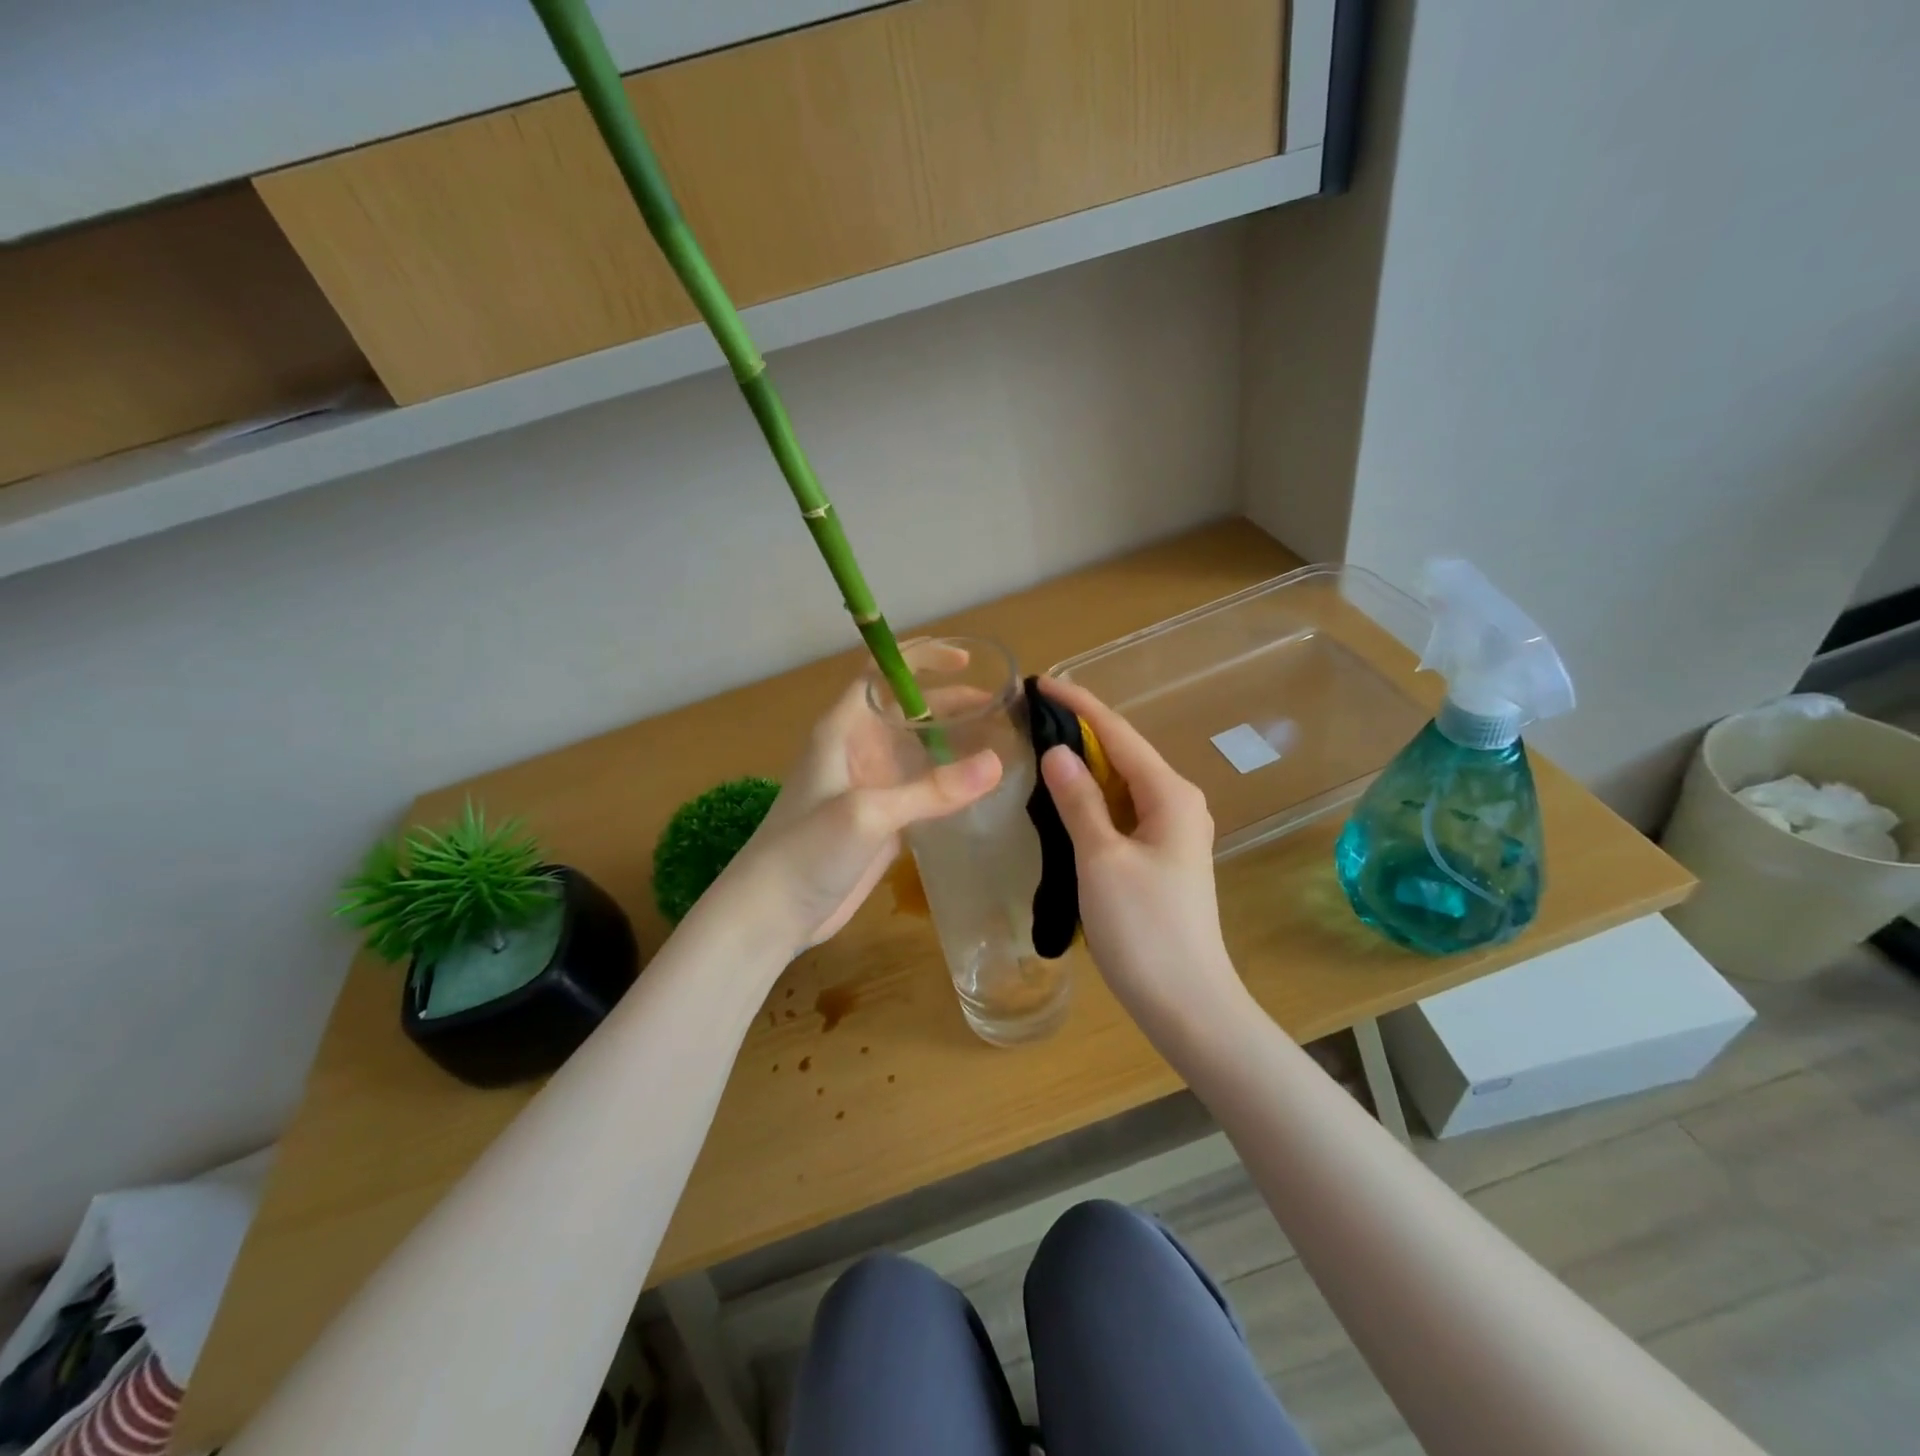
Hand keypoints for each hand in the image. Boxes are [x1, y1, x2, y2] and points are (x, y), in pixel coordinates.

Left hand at [712, 664, 1001, 954]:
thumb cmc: (807, 849)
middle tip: (1001, 708)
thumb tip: (997, 763)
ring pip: (919, 751)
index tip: (966, 661)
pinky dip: (950, 782)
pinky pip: (922, 789)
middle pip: (909, 711)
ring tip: (1003, 742)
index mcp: (844, 730)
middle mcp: (860, 750)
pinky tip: (982, 788)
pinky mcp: (883, 821)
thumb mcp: (868, 813)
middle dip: (951, 703)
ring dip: (954, 743)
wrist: (772, 913)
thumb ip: (932, 790)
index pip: (882, 674)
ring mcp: (872, 787)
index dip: (921, 659)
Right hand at [1035, 676, 1246, 1030]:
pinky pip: (1122, 812)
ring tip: (1039, 746)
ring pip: (1121, 784)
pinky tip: (1064, 799)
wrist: (1187, 1004)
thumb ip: (1078, 800)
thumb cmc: (1144, 928)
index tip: (1040, 681)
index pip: (1118, 733)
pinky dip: (1092, 799)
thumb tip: (1057, 751)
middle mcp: (1178, 802)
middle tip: (1029, 714)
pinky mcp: (1160, 857)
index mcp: (1170, 794)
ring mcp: (1172, 832)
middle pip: (1122, 753)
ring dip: (1084, 765)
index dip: (1078, 704)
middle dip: (1079, 730)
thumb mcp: (1101, 858)